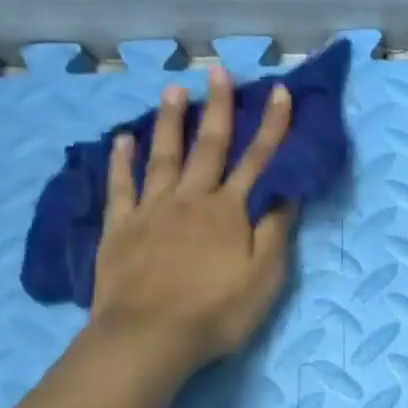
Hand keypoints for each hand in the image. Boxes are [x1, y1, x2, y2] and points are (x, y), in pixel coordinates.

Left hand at [88, 68, 294, 368]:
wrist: (150, 336)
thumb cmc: (217, 312)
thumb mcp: (264, 278)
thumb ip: (274, 232)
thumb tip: (286, 192)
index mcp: (229, 212)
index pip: (258, 161)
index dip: (272, 126)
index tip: (280, 92)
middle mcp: (191, 200)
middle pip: (208, 147)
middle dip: (218, 108)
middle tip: (218, 71)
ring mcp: (151, 211)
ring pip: (163, 157)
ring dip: (171, 122)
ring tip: (173, 90)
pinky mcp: (120, 228)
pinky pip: (121, 186)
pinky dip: (121, 161)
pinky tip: (122, 139)